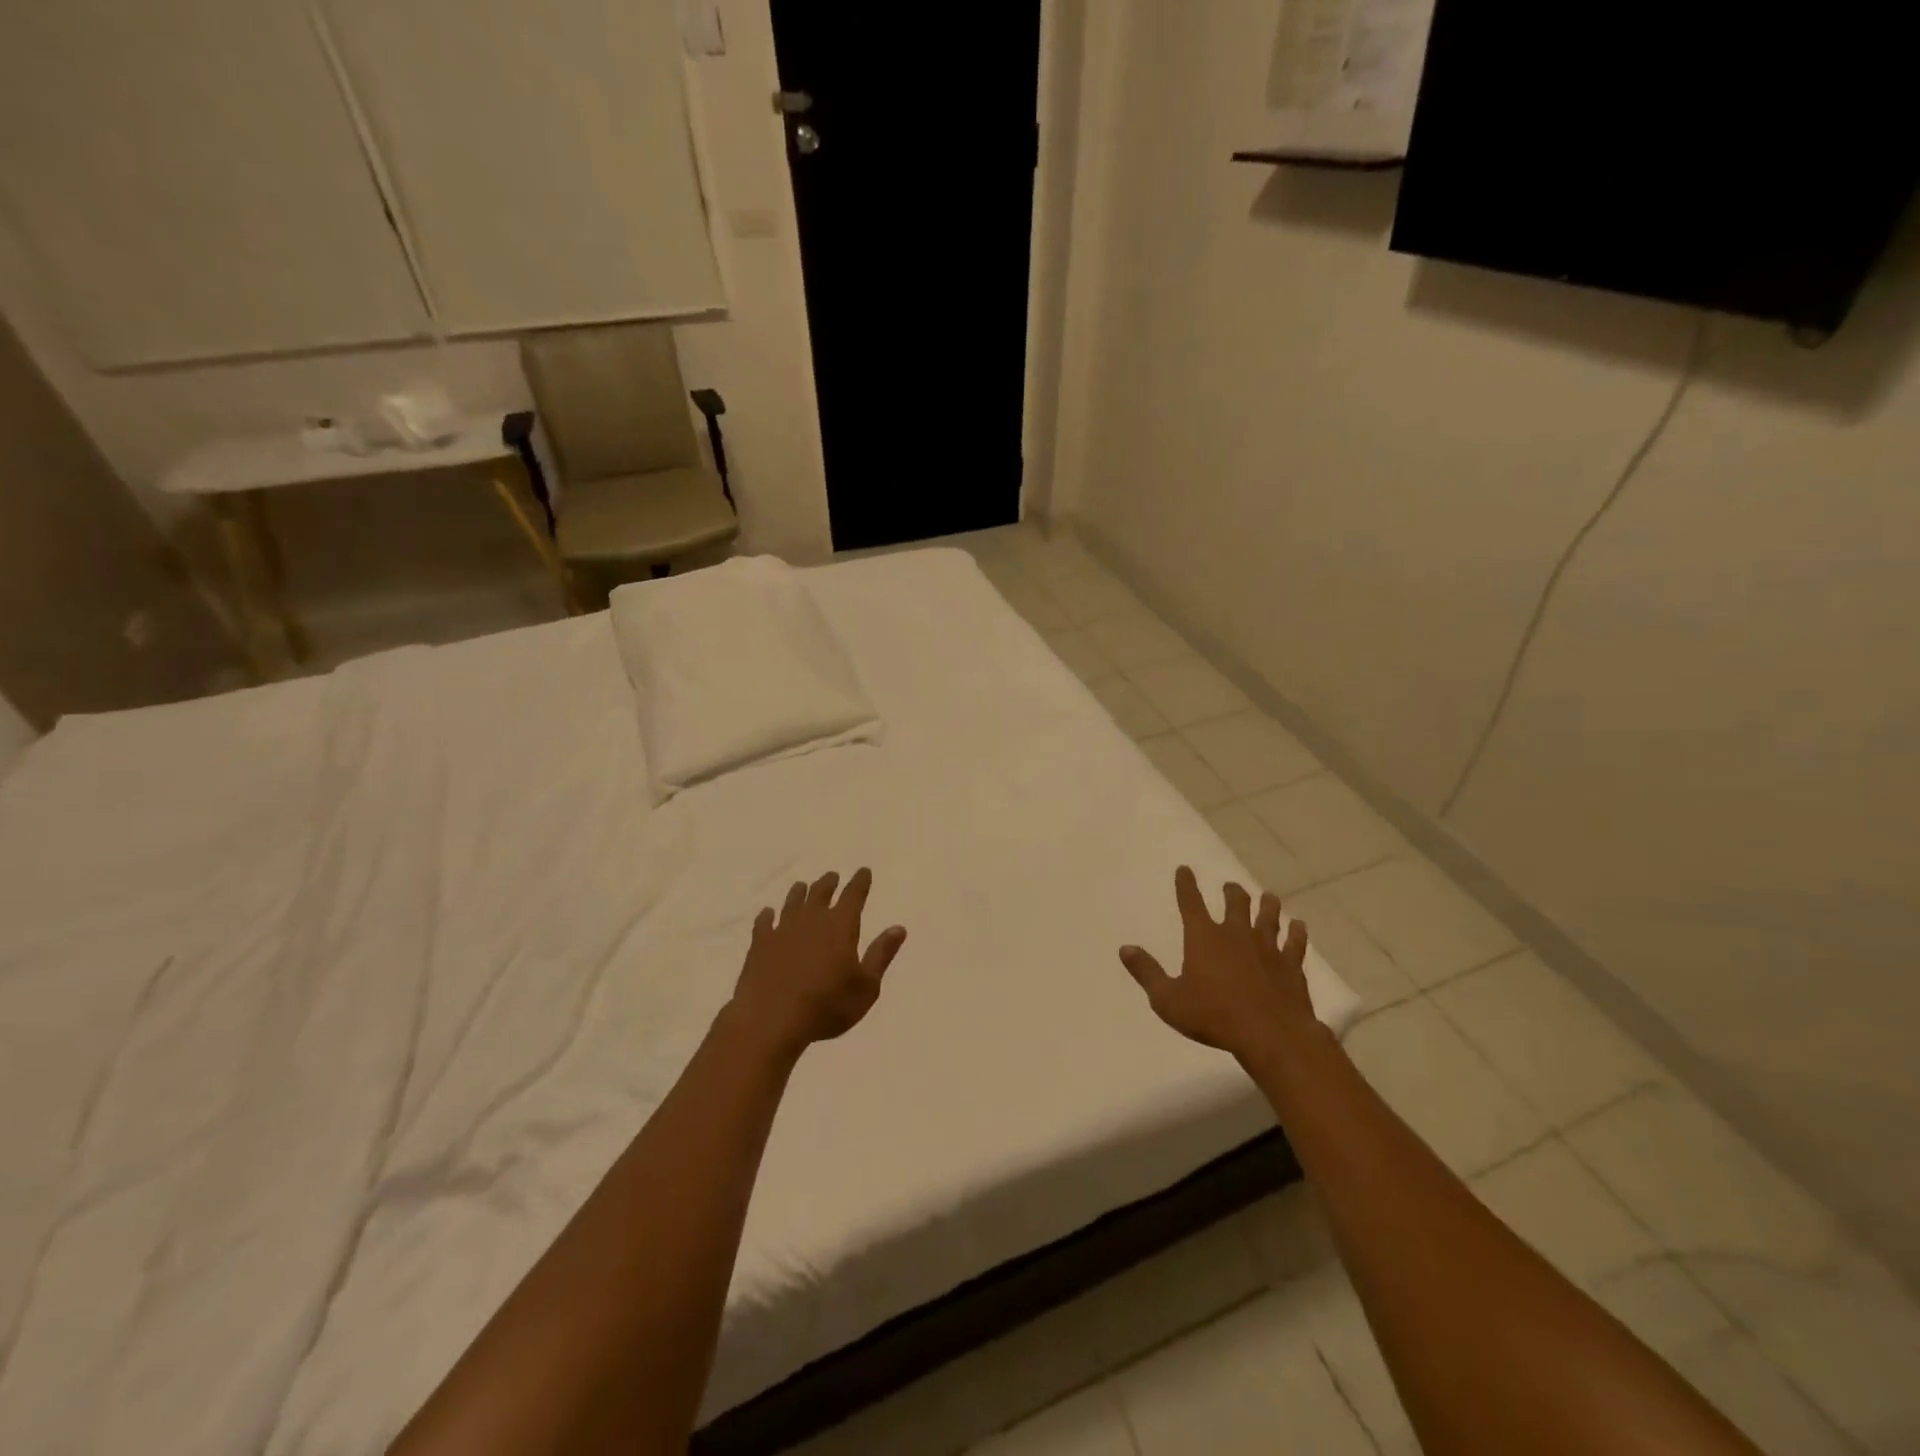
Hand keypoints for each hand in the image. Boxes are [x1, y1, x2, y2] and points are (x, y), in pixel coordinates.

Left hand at [728, 868, 906, 1056]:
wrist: (771, 1019)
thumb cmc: (827, 1005)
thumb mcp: (866, 986)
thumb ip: (881, 954)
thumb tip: (899, 928)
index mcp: (841, 926)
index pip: (854, 895)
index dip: (860, 882)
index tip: (864, 871)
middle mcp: (812, 920)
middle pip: (821, 893)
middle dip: (829, 883)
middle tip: (832, 876)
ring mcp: (783, 930)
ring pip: (793, 902)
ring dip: (799, 893)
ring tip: (802, 886)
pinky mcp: (760, 945)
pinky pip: (764, 923)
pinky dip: (767, 916)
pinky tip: (767, 914)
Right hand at [1119, 866, 1314, 1060]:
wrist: (1271, 1035)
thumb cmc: (1213, 1017)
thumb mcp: (1168, 1000)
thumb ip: (1147, 973)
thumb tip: (1125, 948)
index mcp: (1203, 937)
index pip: (1191, 902)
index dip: (1186, 884)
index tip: (1185, 870)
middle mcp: (1236, 934)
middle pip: (1236, 903)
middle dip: (1232, 892)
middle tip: (1231, 887)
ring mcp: (1267, 947)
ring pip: (1268, 916)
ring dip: (1267, 905)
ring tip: (1268, 897)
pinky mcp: (1291, 965)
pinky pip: (1295, 942)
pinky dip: (1296, 932)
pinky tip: (1298, 926)